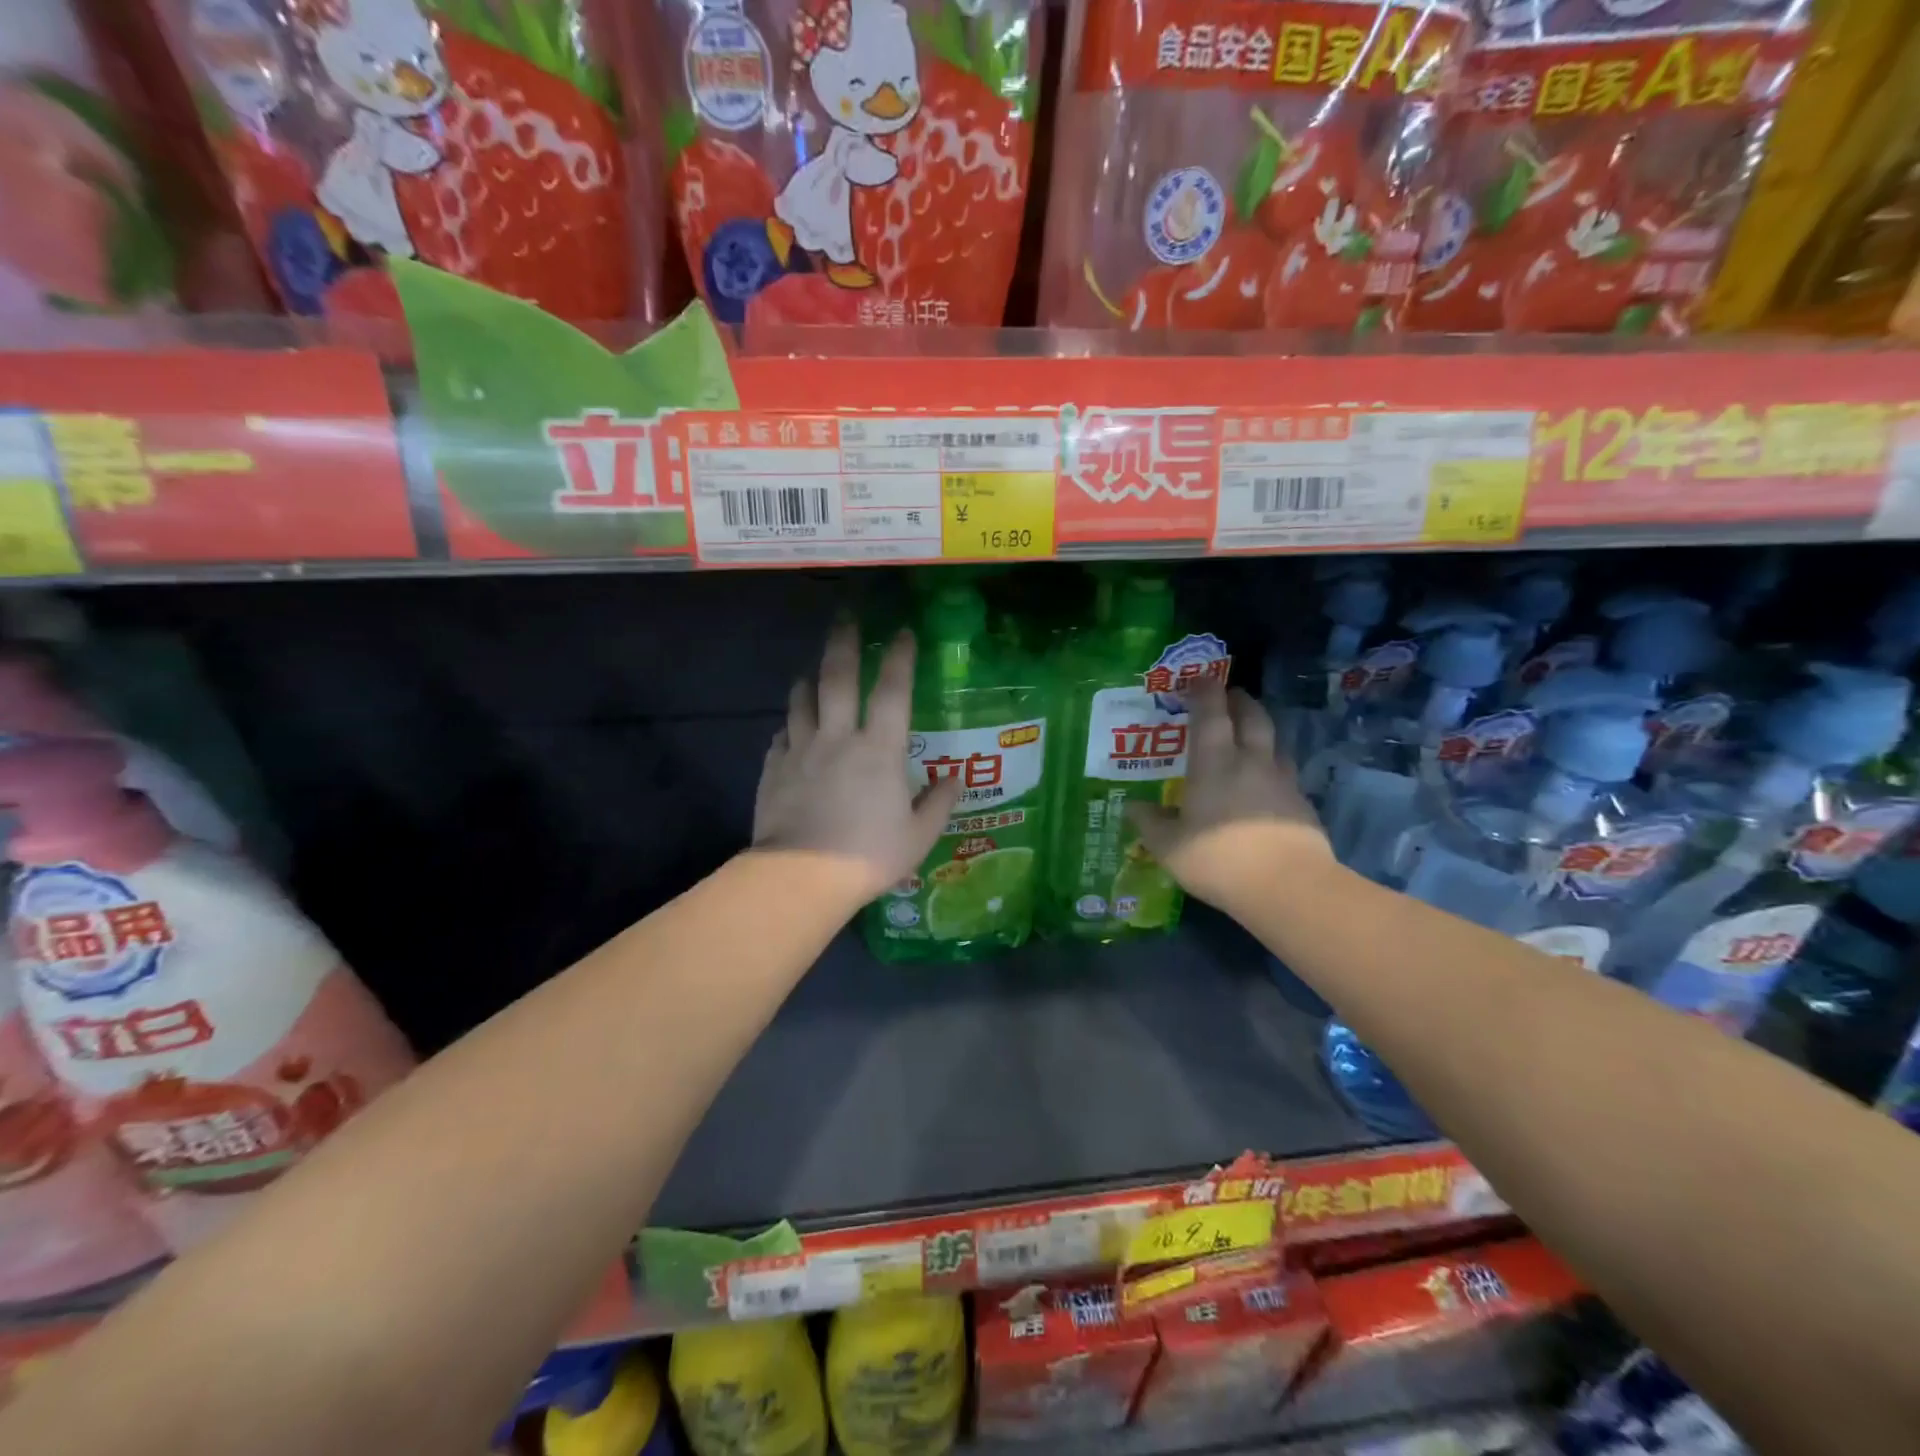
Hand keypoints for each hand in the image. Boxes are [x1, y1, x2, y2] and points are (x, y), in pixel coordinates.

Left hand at [752, 622, 961, 903]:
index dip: (899, 657)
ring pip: (802, 701)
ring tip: (813, 671)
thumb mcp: (918, 836)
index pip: (892, 691)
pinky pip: (781, 735)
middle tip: (845, 617)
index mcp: (879, 750)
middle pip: (838, 678)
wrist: (802, 877)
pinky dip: (790, 725)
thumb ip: (938, 803)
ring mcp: (800, 750)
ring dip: (809, 679)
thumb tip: (954, 779)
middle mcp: (838, 738)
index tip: (902, 632)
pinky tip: (792, 728)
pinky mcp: (774, 769)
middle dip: (843, 643)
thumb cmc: (868, 855)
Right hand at [1126, 680, 1332, 908]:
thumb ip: (1150, 823)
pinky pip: (1286, 773)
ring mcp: (1282, 782)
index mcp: (1214, 763)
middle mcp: (1251, 762)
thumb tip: (1133, 807)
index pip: (1211, 713)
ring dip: (1261, 731)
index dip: (1205, 691)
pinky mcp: (1302, 805)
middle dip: (1240, 701)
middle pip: (1252, 717)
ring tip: (1250, 737)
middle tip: (1230, 696)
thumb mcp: (1169, 846)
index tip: (1199, 677)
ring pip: (1275, 742)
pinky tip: (1266, 785)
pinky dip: (1273, 767)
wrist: (1288, 886)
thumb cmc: (1218, 859)